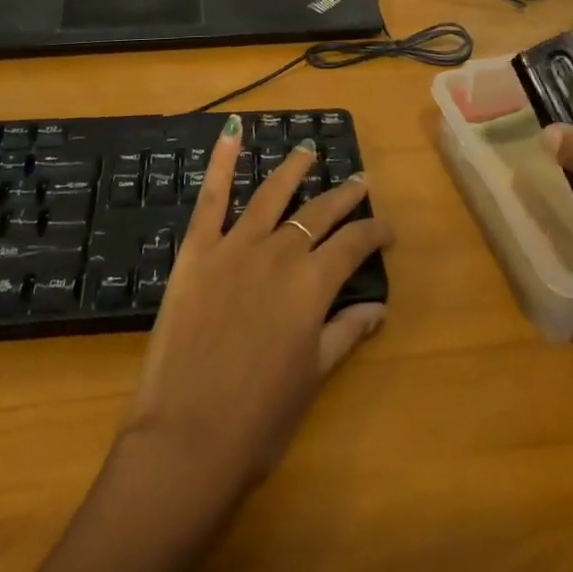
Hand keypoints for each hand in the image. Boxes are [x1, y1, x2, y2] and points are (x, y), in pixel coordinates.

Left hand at [120, 115, 393, 498]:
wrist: (186, 439)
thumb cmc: (258, 420)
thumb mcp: (312, 378)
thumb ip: (345, 333)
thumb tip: (379, 308)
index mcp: (312, 285)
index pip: (353, 245)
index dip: (374, 232)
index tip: (386, 227)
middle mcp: (280, 253)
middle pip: (319, 212)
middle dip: (344, 195)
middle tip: (360, 180)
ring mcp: (236, 246)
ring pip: (272, 194)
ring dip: (293, 168)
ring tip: (307, 150)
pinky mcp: (198, 250)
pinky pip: (212, 198)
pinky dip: (222, 162)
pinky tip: (232, 132)